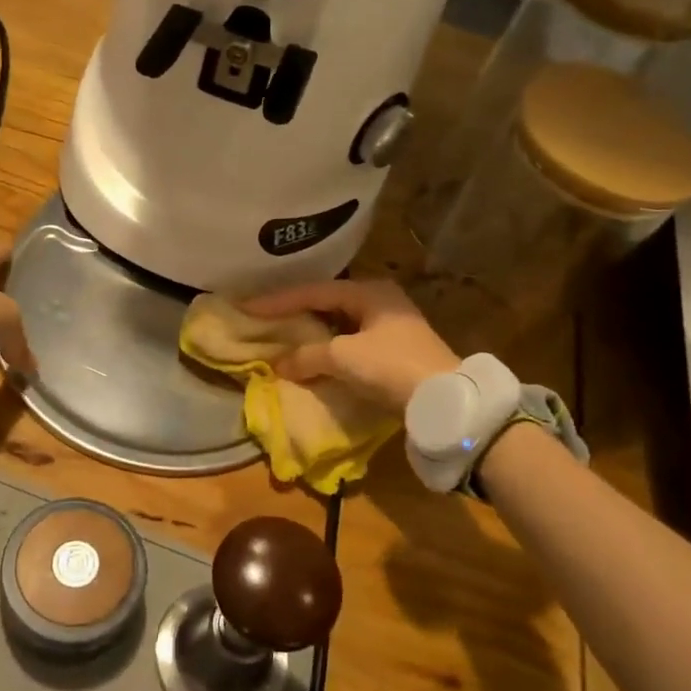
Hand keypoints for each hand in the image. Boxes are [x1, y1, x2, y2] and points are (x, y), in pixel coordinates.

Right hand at [242, 279, 459, 412]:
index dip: (278, 300)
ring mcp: (391, 325)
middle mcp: (381, 300)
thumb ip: (307, 356)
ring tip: (282, 334)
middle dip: (295, 311)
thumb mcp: (344, 356)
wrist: (444, 399)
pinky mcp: (395, 350)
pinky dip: (328, 347)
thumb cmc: (391, 365)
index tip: (246, 306)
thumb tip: (279, 364)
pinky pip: (350, 341)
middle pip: (327, 302)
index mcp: (369, 291)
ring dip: (312, 331)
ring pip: (339, 323)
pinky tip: (312, 354)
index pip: (313, 291)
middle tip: (263, 316)